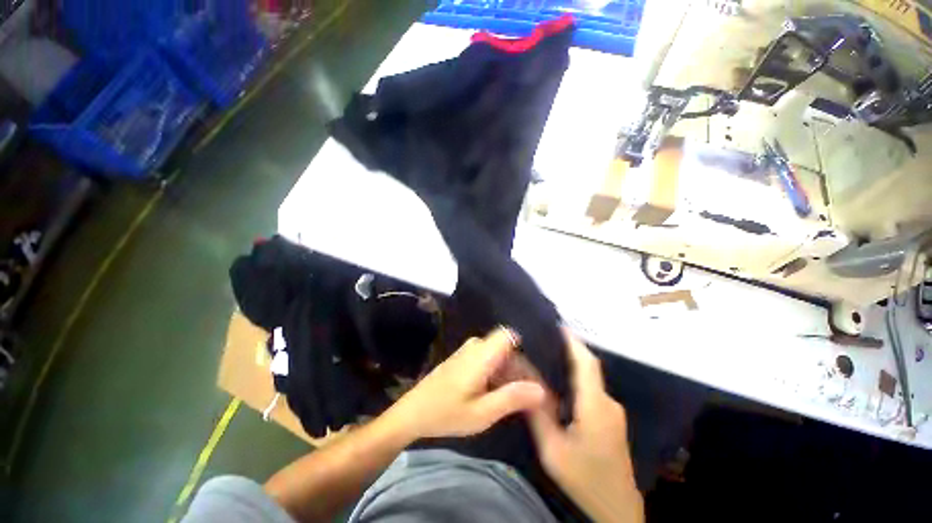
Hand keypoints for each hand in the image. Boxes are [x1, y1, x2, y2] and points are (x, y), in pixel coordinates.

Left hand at [386, 327, 545, 439]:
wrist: (414, 411)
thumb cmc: (447, 413)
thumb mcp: (482, 413)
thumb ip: (512, 398)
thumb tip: (541, 390)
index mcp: (481, 354)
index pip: (509, 335)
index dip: (524, 352)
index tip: (533, 376)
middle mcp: (475, 346)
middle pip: (507, 347)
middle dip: (519, 368)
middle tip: (529, 395)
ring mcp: (468, 350)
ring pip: (498, 353)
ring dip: (508, 371)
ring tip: (516, 397)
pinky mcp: (464, 357)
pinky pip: (488, 357)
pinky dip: (497, 371)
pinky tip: (497, 392)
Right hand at [527, 331, 643, 522]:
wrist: (616, 509)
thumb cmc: (584, 479)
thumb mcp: (553, 449)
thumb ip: (538, 413)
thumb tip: (524, 383)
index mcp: (595, 406)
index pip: (586, 363)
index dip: (573, 342)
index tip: (558, 325)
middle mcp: (608, 402)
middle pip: (588, 367)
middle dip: (569, 348)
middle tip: (545, 339)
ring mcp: (613, 411)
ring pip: (590, 378)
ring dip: (572, 363)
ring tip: (547, 355)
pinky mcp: (611, 418)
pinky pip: (592, 389)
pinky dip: (577, 378)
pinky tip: (559, 382)